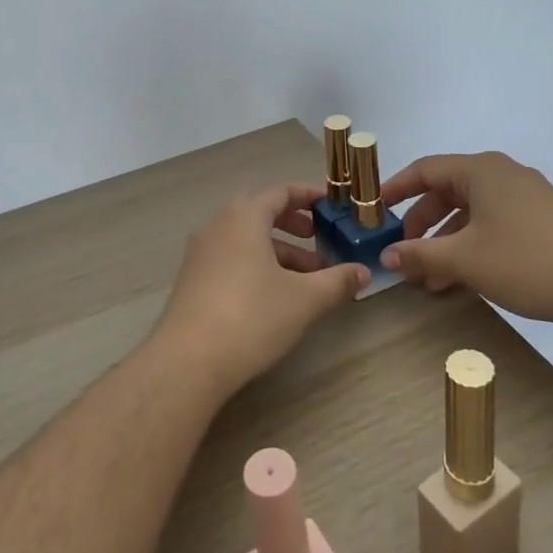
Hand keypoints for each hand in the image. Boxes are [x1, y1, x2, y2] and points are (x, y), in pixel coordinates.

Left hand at [153, 184, 367, 395]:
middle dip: (293, 223)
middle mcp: (218, 224)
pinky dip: (257, 263)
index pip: (280, 192)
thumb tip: (363, 272)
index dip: (308, 196)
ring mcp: (201, 251)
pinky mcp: (192, 278)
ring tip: (307, 277)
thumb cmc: (252, 316)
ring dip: (278, 249)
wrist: (189, 360)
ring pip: (246, 238)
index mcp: (244, 216)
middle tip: (318, 238)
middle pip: (260, 211)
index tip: (331, 205)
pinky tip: (275, 294)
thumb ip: (337, 281)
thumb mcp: (305, 299)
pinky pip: (231, 256)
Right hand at [379, 152, 552, 333]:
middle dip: (422, 224)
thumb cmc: (526, 260)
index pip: (425, 169)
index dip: (395, 188)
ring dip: (446, 242)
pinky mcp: (541, 221)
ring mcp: (525, 197)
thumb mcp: (464, 259)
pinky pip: (493, 225)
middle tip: (404, 251)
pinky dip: (471, 246)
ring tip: (429, 279)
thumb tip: (386, 255)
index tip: (374, 209)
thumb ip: (420, 254)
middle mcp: (501, 175)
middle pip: (447, 191)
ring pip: (471, 213)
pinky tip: (461, 280)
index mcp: (481, 170)